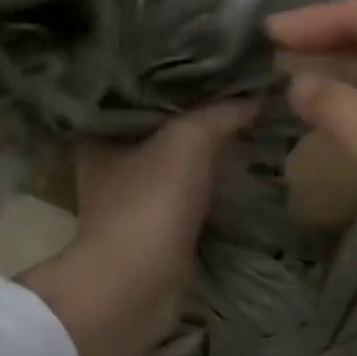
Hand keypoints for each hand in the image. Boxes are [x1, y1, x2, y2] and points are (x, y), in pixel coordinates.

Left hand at [18, 101, 255, 355]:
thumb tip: (254, 98)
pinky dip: (209, 191)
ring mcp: (132, 204)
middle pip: (158, 132)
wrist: (136, 288)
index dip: (172, 82)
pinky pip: (188, 201)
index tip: (210, 67)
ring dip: (206, 157)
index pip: (135, 95)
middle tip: (237, 99)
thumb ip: (220, 114)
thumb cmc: (150, 203)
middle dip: (195, 119)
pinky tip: (240, 174)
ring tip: (247, 130)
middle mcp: (110, 167)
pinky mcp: (154, 234)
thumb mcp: (188, 141)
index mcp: (101, 137)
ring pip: (175, 168)